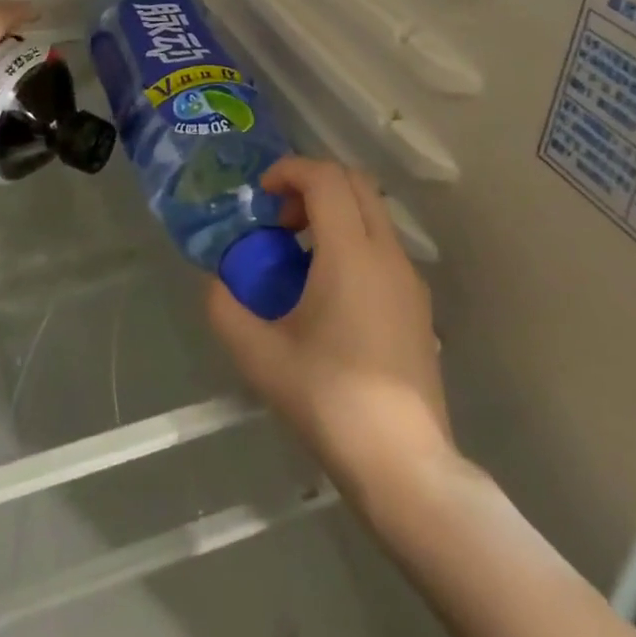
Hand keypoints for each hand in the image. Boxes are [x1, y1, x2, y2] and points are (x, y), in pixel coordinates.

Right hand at [207, 157, 452, 494]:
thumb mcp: (261, 356)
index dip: (289, 171)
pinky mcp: (419, 304)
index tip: (261, 195)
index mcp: (350, 252)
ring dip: (334, 212)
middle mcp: (386, 252)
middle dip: (313, 184)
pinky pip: (383, 245)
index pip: (325, 177)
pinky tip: (329, 290)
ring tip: (299, 255)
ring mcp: (409, 278)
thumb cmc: (330, 400)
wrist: (405, 465)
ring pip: (373, 212)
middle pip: (354, 182)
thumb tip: (216, 283)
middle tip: (280, 219)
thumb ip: (226, 309)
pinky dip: (353, 240)